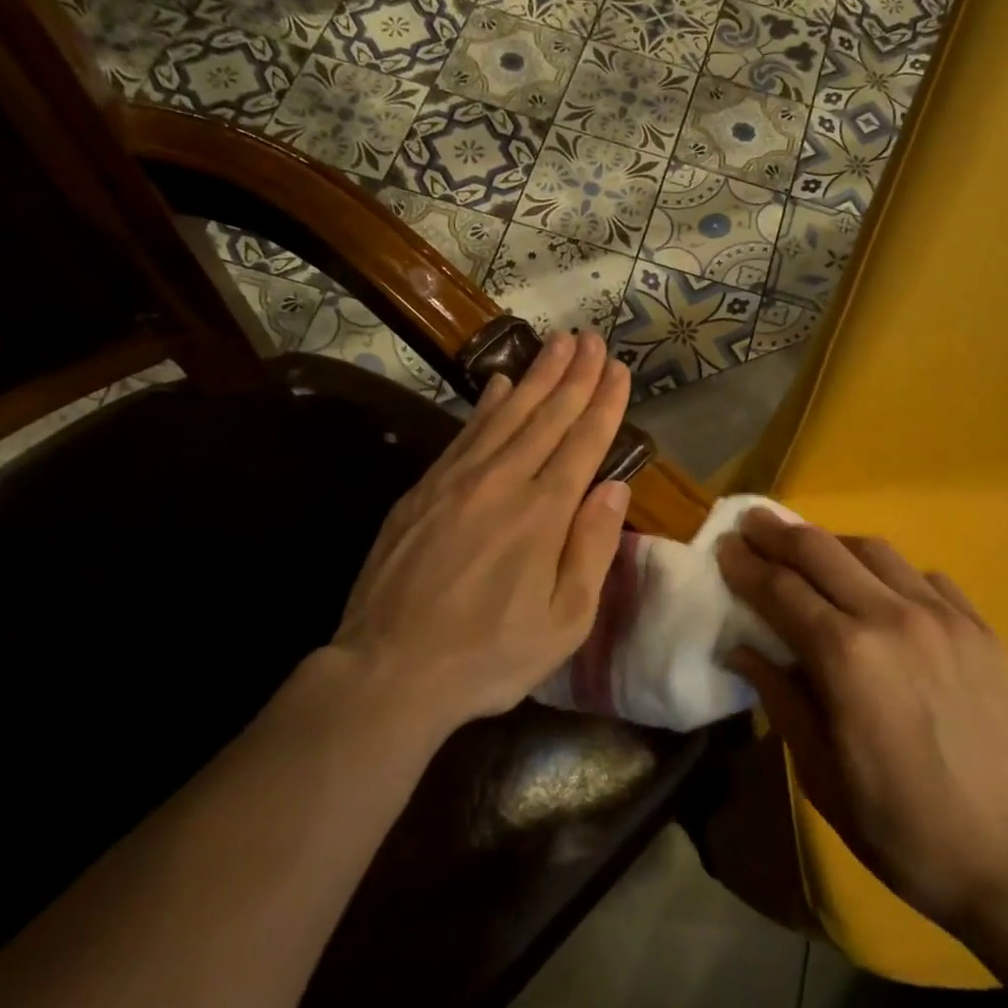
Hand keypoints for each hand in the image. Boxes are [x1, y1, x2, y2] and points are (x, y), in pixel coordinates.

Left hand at [325, 331, 632, 738]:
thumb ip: (593, 548)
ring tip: (557, 343)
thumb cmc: (489, 655)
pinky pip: (465, 433)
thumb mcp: (565, 620)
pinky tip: (499, 383)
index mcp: (544, 513)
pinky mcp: (424, 490)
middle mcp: (503, 481)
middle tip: (592, 337)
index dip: (604, 402)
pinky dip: (486, 403)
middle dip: (574, 374)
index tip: (618, 368)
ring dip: (535, 375)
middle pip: (547, 415)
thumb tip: (615, 487)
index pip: (583, 442)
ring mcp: (458, 481)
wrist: (390, 670)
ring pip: (506, 413)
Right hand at [718, 512, 1007, 934]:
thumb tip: (741, 649)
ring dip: (833, 544)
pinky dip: (890, 573)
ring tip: (811, 551)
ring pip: (875, 551)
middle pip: (822, 551)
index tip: (723, 546)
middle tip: (753, 522)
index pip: (781, 590)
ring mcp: (943, 617)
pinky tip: (882, 590)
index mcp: (845, 656)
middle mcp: (891, 617)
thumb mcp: (822, 774)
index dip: (746, 565)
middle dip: (779, 533)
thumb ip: (780, 699)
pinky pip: (926, 577)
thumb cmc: (903, 827)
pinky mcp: (980, 628)